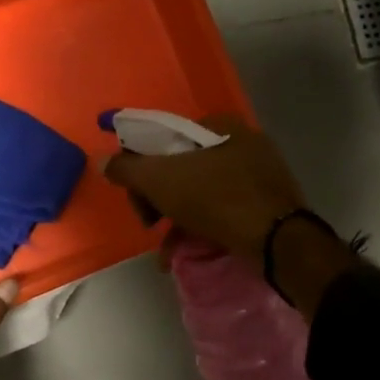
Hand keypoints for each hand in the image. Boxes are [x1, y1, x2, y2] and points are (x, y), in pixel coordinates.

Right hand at [102, 117, 356, 317]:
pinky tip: (186, 254)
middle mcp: (241, 142)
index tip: (137, 198)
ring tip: (166, 251)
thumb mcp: (160, 180)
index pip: (165, 138)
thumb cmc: (215, 198)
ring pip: (201, 192)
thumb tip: (102, 160)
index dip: (142, 167)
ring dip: (176, 220)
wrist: (277, 239)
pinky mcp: (267, 203)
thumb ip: (127, 169)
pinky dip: (201, 228)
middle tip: (150, 223)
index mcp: (218, 125)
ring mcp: (258, 173)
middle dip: (159, 198)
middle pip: (182, 167)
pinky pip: (223, 210)